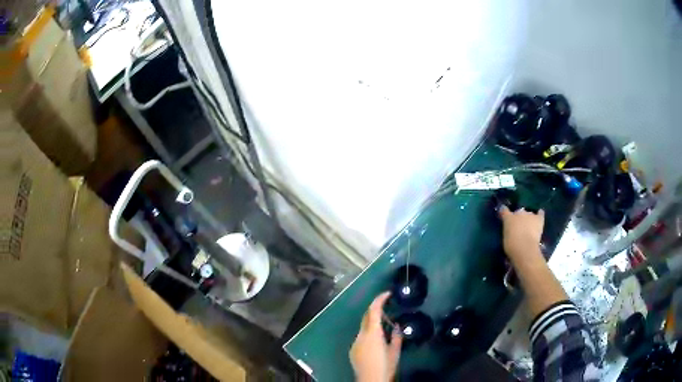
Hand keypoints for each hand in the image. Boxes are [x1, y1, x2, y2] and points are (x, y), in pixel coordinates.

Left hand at [350, 292, 402, 381]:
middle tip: (388, 308)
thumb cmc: (385, 366)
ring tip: (385, 328)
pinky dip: (368, 334)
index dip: (380, 299)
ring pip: (363, 327)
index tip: (388, 293)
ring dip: (372, 324)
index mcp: (373, 333)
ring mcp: (355, 343)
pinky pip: (361, 337)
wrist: (370, 381)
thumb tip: (397, 327)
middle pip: (366, 317)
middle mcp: (361, 335)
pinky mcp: (352, 350)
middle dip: (376, 310)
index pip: (373, 310)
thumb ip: (396, 337)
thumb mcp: (395, 351)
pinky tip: (376, 342)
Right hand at [499, 206, 544, 263]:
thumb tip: (510, 230)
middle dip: (519, 218)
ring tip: (529, 226)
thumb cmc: (511, 246)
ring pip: (529, 214)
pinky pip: (540, 213)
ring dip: (528, 218)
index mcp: (508, 218)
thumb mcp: (505, 238)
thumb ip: (507, 231)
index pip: (504, 210)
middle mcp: (519, 213)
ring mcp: (530, 215)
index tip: (504, 215)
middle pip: (518, 212)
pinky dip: (540, 214)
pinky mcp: (539, 219)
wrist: (525, 248)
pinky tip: (540, 214)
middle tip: (519, 227)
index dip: (504, 213)